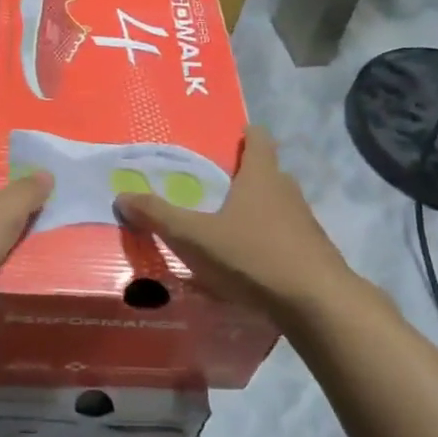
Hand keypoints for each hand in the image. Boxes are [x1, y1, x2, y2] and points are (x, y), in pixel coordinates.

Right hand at [115, 125, 355, 321]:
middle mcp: (286, 191)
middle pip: (265, 172)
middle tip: (209, 185)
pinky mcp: (311, 252)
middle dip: (241, 175)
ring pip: (275, 206)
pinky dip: (264, 240)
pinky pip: (282, 236)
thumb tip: (122, 195)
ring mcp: (303, 222)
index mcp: (261, 176)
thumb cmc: (253, 256)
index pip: (258, 138)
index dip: (244, 134)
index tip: (225, 138)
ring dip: (253, 211)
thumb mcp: (195, 237)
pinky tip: (245, 262)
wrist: (316, 303)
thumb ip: (158, 216)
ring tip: (223, 226)